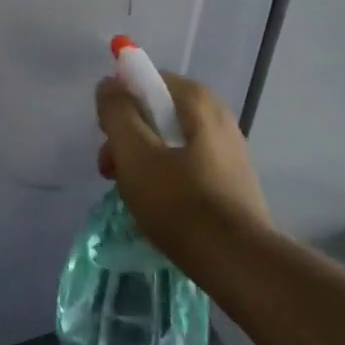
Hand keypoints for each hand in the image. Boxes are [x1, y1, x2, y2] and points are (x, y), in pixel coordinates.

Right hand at [96, 71, 270, 274]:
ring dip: (143, 160)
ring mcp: (229, 149)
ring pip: (170, 141)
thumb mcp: (134, 152)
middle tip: (111, 170)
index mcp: (197, 100)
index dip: (120, 105)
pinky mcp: (232, 181)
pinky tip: (157, 206)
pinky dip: (166, 177)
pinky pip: (187, 165)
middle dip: (128, 137)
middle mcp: (218, 116)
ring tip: (130, 194)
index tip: (107, 137)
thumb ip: (117, 112)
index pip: (146, 81)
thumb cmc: (180, 201)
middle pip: (157, 113)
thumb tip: (110, 84)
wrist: (238, 262)